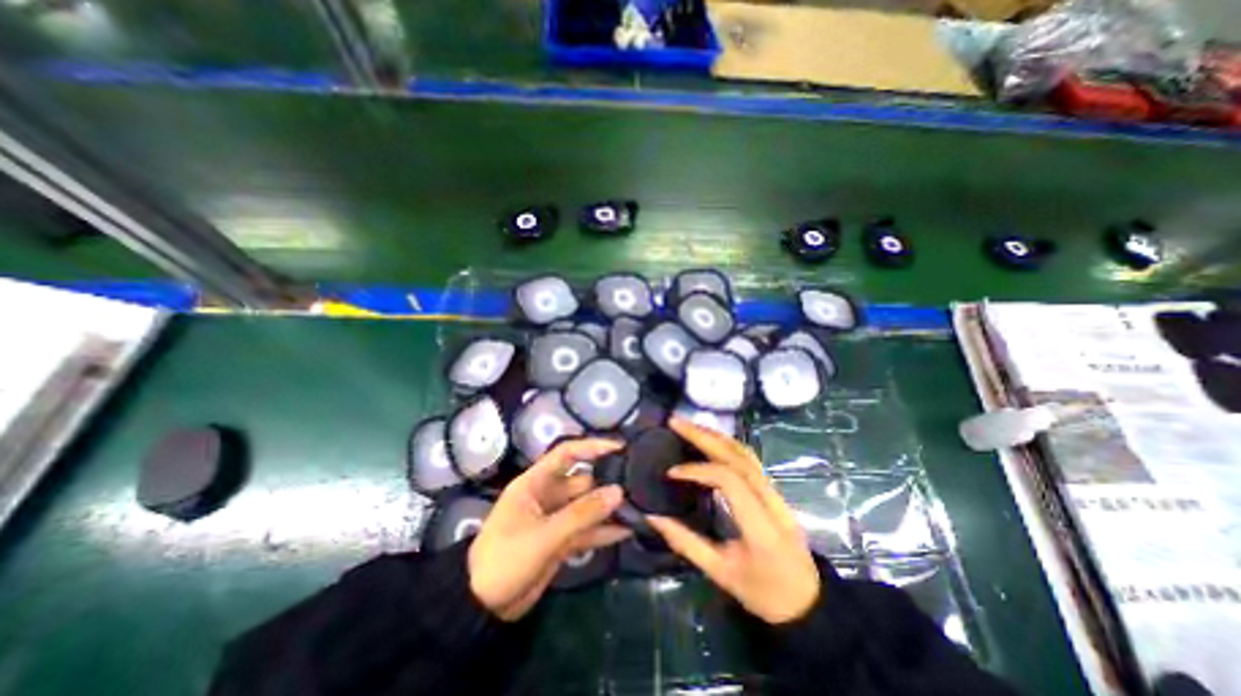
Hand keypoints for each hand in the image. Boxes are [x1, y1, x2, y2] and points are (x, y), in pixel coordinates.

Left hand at [467, 437, 630, 620]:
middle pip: (583, 482)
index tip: (620, 448)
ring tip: (639, 508)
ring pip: (587, 507)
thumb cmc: (505, 560)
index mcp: (535, 483)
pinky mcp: (561, 540)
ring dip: (609, 509)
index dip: (592, 447)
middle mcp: (548, 495)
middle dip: (608, 484)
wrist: (480, 607)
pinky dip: (604, 531)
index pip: (566, 454)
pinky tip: (627, 531)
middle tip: (638, 486)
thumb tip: (618, 492)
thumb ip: (582, 514)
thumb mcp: (544, 536)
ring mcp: (556, 519)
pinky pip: (587, 530)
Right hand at [645, 419, 822, 625]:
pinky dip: (726, 444)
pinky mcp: (774, 490)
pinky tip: (710, 440)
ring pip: (746, 452)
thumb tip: (653, 517)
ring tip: (689, 425)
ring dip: (715, 434)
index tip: (671, 473)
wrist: (809, 603)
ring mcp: (776, 491)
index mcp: (760, 525)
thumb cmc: (764, 593)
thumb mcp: (721, 574)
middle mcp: (771, 499)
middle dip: (703, 435)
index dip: (697, 470)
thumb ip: (686, 543)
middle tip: (675, 422)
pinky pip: (749, 458)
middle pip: (737, 456)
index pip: (728, 480)